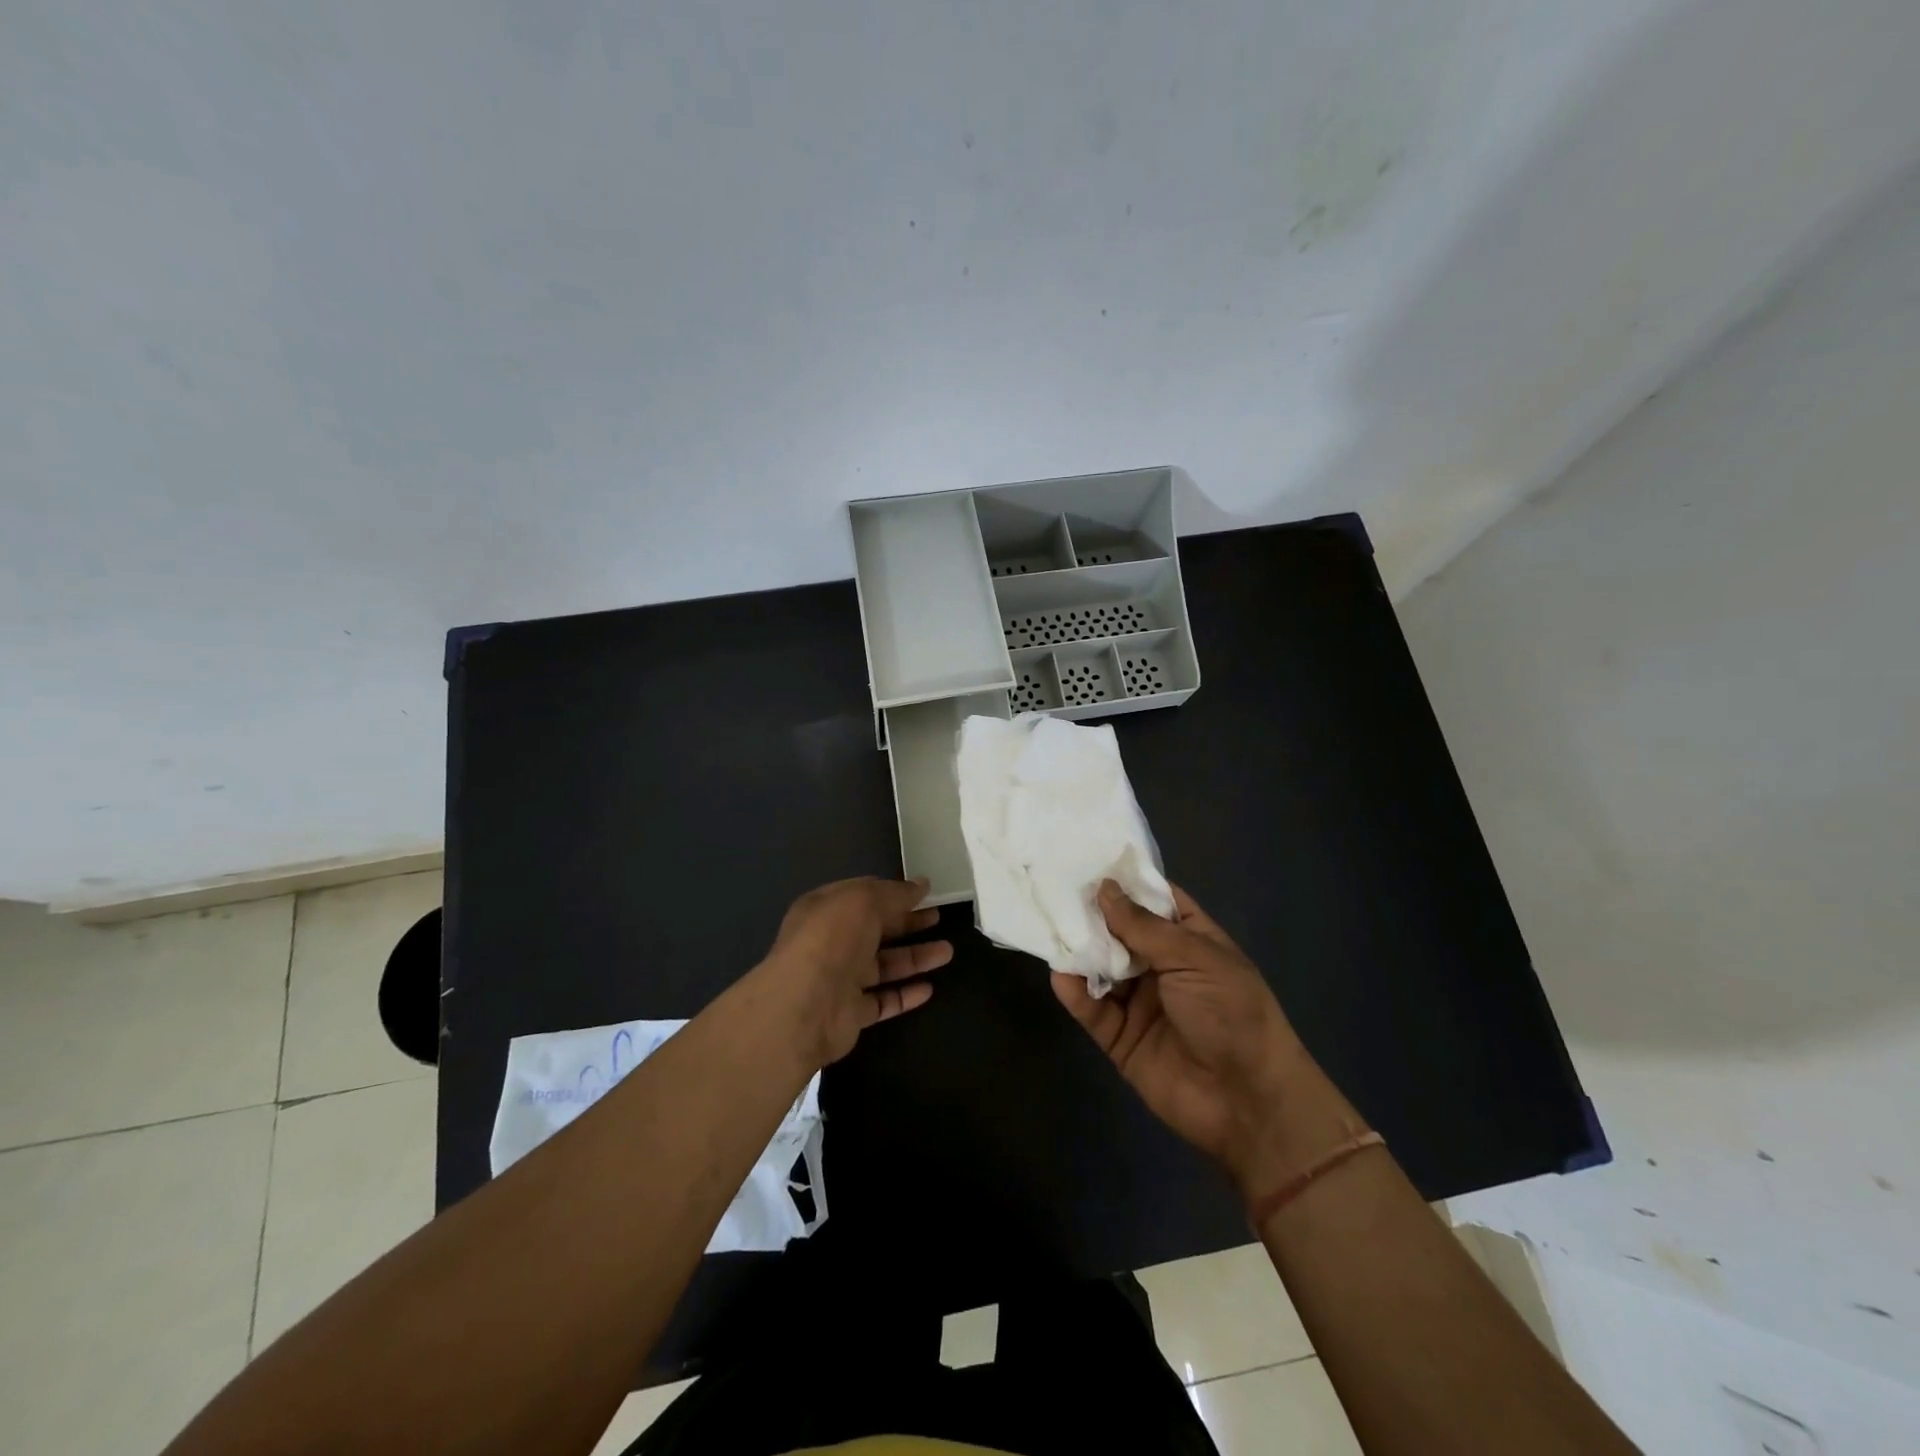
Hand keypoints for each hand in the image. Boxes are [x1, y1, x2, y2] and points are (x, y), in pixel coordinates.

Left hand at [759, 876, 953, 1068]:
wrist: (804, 1005)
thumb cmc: (832, 939)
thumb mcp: (864, 900)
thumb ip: (895, 893)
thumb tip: (921, 884)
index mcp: (826, 909)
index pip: (863, 896)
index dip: (893, 892)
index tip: (924, 892)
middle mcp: (831, 942)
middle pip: (875, 930)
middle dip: (907, 923)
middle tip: (938, 917)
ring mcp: (840, 979)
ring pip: (883, 965)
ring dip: (914, 958)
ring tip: (947, 951)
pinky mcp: (851, 1013)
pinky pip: (883, 1000)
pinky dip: (905, 994)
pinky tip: (929, 988)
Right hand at [1053, 881, 1355, 1196]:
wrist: (1247, 1102)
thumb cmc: (1231, 1014)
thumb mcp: (1193, 958)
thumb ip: (1144, 926)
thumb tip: (1105, 889)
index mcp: (1190, 941)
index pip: (1155, 901)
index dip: (1126, 882)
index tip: (1087, 858)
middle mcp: (1162, 967)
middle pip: (1120, 932)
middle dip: (1092, 914)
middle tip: (1053, 889)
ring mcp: (1139, 1002)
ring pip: (1101, 968)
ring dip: (1080, 951)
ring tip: (1050, 928)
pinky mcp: (1120, 1038)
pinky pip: (1092, 1010)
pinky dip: (1075, 993)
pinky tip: (1061, 975)